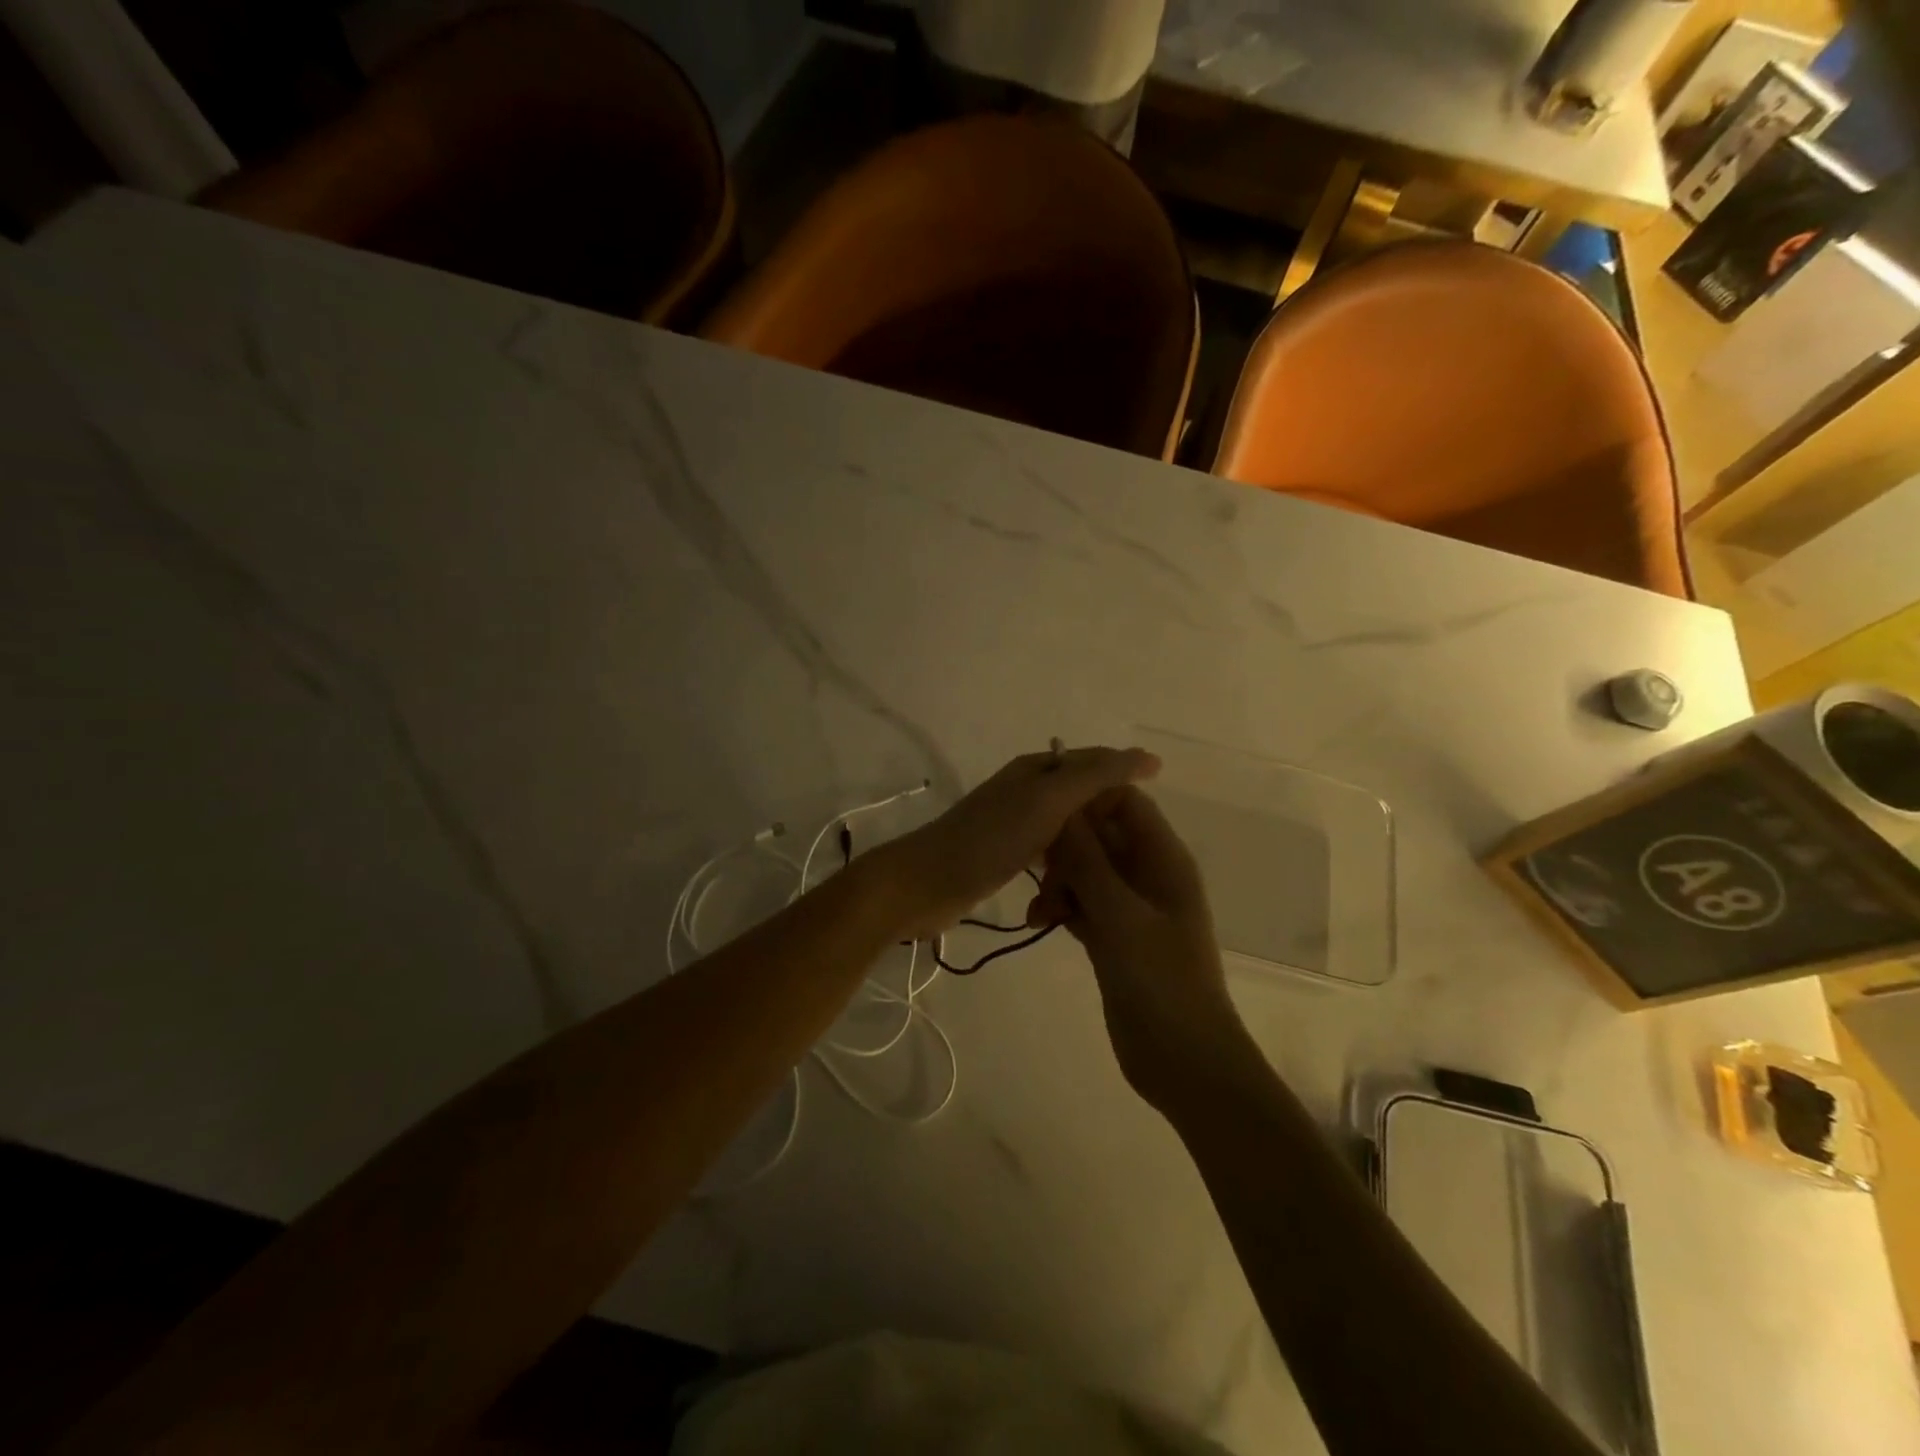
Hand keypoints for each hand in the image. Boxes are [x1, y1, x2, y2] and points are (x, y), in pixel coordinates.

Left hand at [881, 747, 1159, 940]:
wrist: (925, 883)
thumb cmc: (989, 839)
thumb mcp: (1048, 801)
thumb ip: (1095, 776)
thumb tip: (1146, 755)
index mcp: (1035, 769)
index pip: (1093, 760)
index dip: (1125, 774)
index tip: (1155, 809)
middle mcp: (1025, 790)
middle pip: (1080, 796)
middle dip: (1107, 818)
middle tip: (1136, 852)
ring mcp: (1012, 824)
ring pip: (1065, 829)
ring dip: (1085, 848)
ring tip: (1112, 873)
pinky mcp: (1002, 856)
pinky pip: (1047, 855)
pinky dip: (1064, 867)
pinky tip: (1075, 888)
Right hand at [1031, 787, 1252, 1110]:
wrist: (1184, 1061)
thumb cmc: (1161, 982)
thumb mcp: (1120, 917)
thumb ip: (1088, 862)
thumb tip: (1061, 810)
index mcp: (1163, 859)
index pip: (1125, 802)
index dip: (1086, 799)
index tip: (1043, 812)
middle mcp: (1148, 875)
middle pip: (1100, 836)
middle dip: (1065, 846)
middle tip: (1035, 870)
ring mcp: (1131, 908)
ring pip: (1086, 871)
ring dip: (1059, 882)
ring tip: (1039, 911)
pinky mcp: (1115, 937)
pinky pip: (1082, 904)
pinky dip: (1062, 908)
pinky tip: (1040, 923)